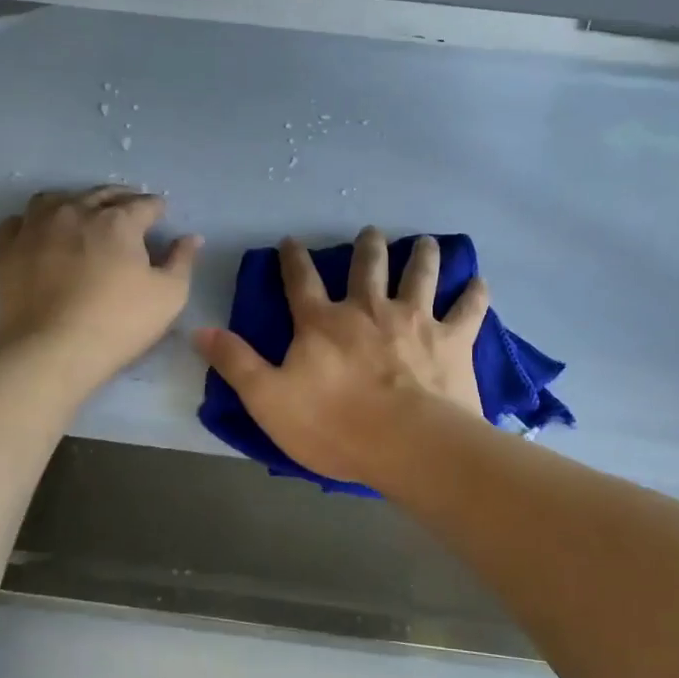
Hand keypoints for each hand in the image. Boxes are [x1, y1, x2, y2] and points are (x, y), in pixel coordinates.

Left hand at [0, 188, 201, 387]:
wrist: (49, 351)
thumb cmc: (118, 323)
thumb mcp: (169, 296)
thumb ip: (182, 261)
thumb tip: (191, 238)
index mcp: (118, 220)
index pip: (145, 204)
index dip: (157, 209)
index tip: (161, 216)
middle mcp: (76, 211)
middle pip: (102, 194)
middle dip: (121, 199)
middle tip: (129, 212)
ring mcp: (36, 226)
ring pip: (57, 198)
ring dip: (75, 202)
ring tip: (83, 216)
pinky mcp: (6, 247)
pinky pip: (19, 221)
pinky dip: (33, 223)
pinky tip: (40, 235)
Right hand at [195, 228, 489, 484]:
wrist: (408, 444)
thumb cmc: (334, 426)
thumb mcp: (268, 400)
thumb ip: (236, 363)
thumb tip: (199, 330)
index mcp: (323, 323)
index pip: (300, 282)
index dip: (292, 259)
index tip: (290, 241)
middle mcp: (369, 310)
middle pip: (367, 267)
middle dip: (367, 247)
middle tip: (370, 232)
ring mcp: (415, 320)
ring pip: (419, 275)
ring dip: (421, 256)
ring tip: (425, 242)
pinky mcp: (452, 339)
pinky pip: (468, 309)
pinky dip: (474, 293)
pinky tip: (480, 281)